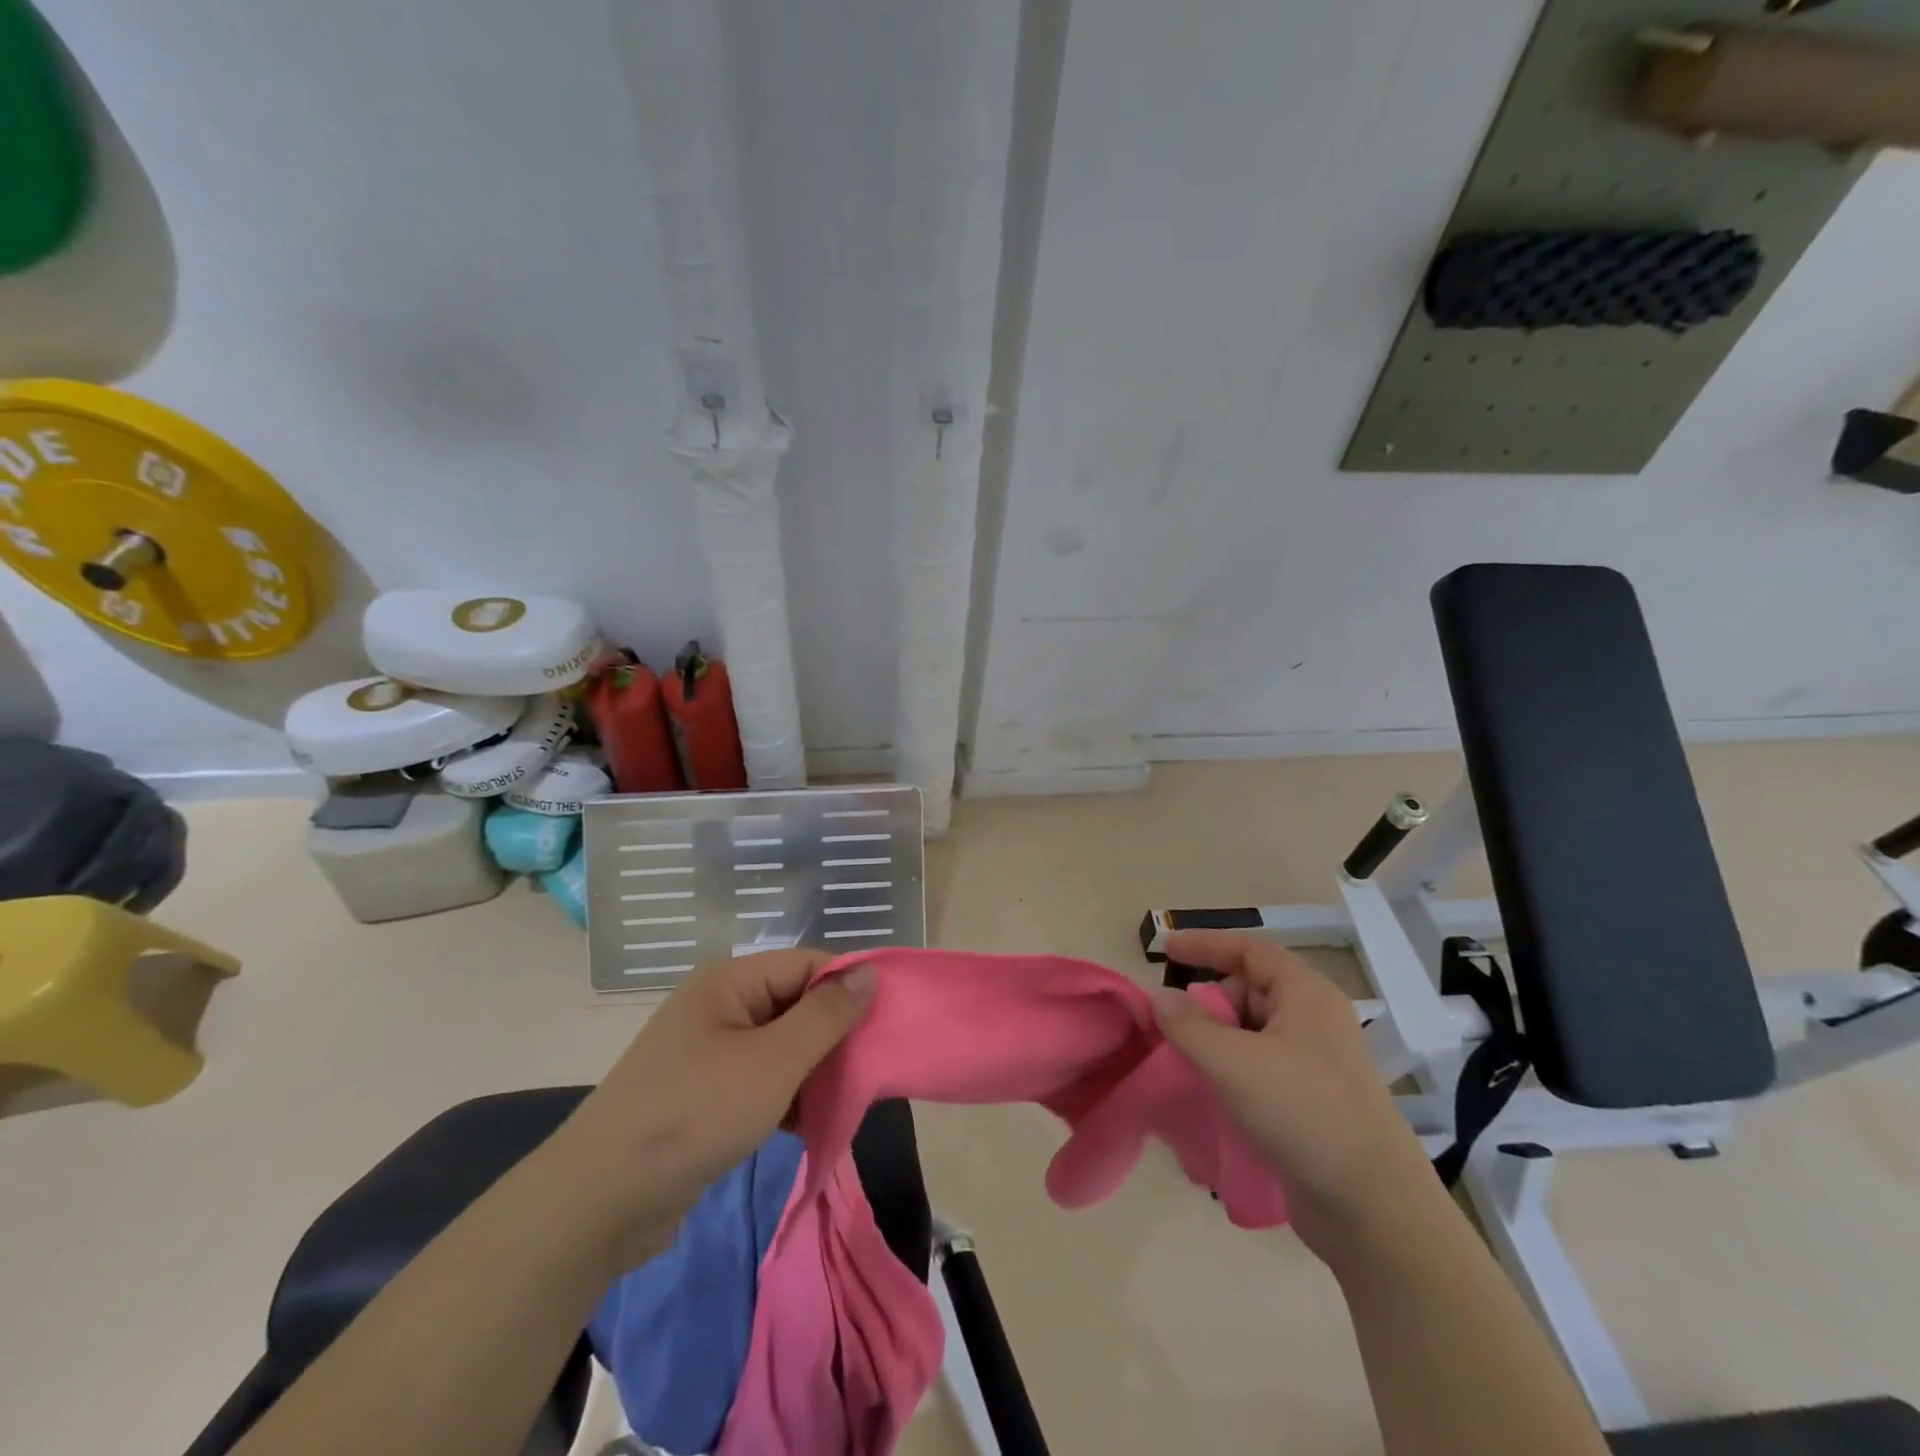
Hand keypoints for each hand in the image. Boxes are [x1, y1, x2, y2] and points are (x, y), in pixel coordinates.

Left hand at [555, 949, 874, 1264]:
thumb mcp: (773, 1062)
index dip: (849, 987)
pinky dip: (790, 1097)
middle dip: (835, 1034)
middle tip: (874, 1066)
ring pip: (783, 1046)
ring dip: (816, 1070)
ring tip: (850, 1098)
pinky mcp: (706, 1095)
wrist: (601, 1202)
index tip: (889, 1021)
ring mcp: (710, 1052)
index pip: (808, 964)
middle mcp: (721, 1006)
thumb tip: (869, 973)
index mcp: (731, 981)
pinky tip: (813, 1123)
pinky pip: (763, 1080)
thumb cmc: (695, 1114)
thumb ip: (827, 1016)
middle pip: (796, 1003)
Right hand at [1151, 931, 1439, 1263]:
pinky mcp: (1313, 1101)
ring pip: (1253, 1031)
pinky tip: (1210, 1094)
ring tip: (1187, 1064)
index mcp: (1305, 994)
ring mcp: (1317, 1063)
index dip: (1206, 944)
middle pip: (1249, 989)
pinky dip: (1232, 1070)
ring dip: (1217, 1040)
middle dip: (1208, 1002)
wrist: (1374, 1209)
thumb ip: (1188, 1025)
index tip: (1165, 951)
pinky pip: (1261, 1067)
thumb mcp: (1233, 1062)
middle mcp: (1314, 1020)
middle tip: (1175, 1027)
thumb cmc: (1304, 1114)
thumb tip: (1159, 998)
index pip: (1249, 949)